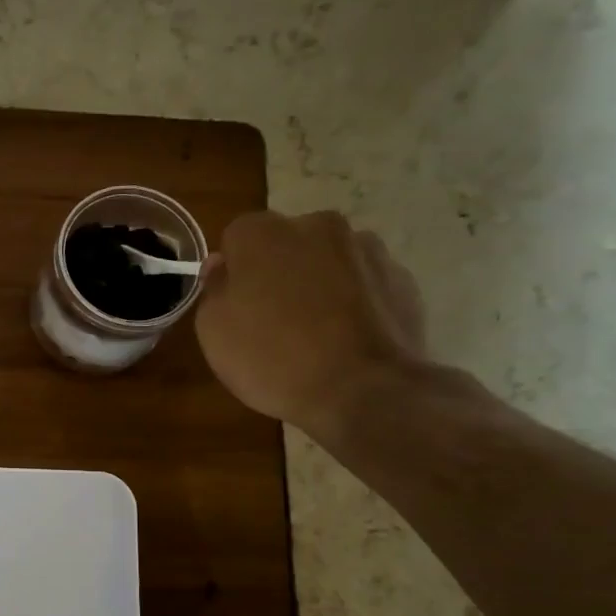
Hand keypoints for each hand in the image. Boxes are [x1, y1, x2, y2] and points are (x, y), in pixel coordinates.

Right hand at [194, 210, 428, 435]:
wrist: (363, 389)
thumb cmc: (272, 358)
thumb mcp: (214, 332)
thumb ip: (214, 289)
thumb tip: (223, 266)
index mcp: (263, 233)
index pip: (237, 237)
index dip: (234, 272)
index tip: (235, 305)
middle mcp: (317, 226)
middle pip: (287, 243)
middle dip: (279, 271)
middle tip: (273, 320)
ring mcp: (366, 249)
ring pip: (329, 260)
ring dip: (319, 283)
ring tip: (316, 333)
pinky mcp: (401, 277)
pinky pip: (363, 283)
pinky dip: (354, 302)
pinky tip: (346, 339)